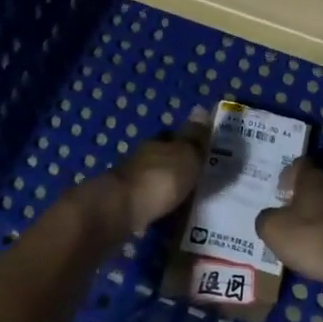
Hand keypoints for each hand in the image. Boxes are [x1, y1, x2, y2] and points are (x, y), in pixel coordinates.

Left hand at [82, 106, 211, 234]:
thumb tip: (201, 108)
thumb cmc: (160, 178)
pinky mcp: (124, 203)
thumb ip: (195, 137)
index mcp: (158, 142)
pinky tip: (167, 213)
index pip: (174, 135)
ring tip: (185, 199)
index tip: (202, 151)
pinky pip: (147, 200)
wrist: (120, 210)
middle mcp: (142, 157)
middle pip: (163, 157)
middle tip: (197, 177)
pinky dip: (157, 204)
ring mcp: (131, 180)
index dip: (187, 142)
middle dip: (176, 165)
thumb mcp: (186, 155)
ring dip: (166, 185)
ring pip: (154, 178)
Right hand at [255, 160, 322, 287]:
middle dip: (301, 199)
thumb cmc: (314, 237)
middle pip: (315, 185)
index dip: (287, 175)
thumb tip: (268, 217)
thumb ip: (265, 219)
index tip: (279, 191)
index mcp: (313, 177)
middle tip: (286, 217)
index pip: (299, 164)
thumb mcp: (274, 230)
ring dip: (317, 219)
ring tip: (303, 239)